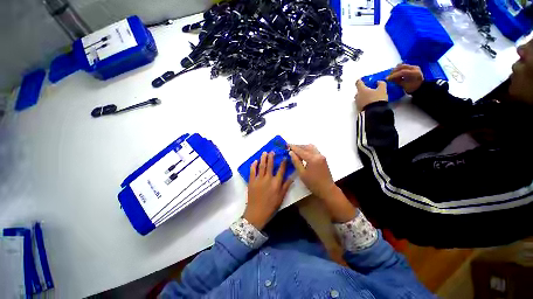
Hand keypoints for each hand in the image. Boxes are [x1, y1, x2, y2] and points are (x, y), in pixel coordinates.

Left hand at [244, 152, 292, 229]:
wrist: (257, 213)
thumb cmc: (271, 206)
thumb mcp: (281, 197)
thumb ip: (286, 186)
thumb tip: (292, 176)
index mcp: (276, 183)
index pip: (281, 170)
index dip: (283, 163)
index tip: (284, 157)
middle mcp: (268, 179)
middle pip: (270, 165)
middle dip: (271, 157)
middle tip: (272, 151)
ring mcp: (259, 179)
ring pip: (261, 166)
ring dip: (263, 158)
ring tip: (264, 152)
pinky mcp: (251, 181)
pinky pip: (252, 171)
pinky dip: (254, 165)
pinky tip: (255, 161)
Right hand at [289, 144, 356, 222]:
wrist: (327, 189)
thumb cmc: (313, 183)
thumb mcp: (302, 173)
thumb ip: (296, 162)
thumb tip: (291, 153)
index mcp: (312, 159)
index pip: (301, 150)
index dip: (293, 147)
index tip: (287, 145)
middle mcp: (318, 155)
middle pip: (306, 147)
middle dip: (298, 146)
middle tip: (290, 148)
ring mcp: (321, 156)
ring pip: (311, 147)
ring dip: (303, 147)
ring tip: (296, 151)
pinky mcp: (323, 158)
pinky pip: (314, 150)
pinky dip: (308, 150)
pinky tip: (303, 154)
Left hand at [355, 80, 387, 110]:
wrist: (374, 112)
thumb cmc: (377, 99)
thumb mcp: (382, 90)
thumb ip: (381, 84)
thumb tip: (378, 82)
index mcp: (362, 90)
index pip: (358, 83)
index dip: (360, 81)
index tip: (361, 80)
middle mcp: (357, 96)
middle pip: (358, 91)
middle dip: (363, 90)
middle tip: (369, 89)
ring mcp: (357, 103)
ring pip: (359, 97)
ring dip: (363, 96)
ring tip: (370, 96)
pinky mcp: (359, 108)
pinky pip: (361, 103)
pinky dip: (364, 101)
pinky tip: (370, 102)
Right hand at [386, 64, 423, 93]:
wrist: (419, 87)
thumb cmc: (412, 88)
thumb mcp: (404, 85)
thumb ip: (397, 81)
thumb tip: (389, 79)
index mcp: (414, 73)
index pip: (402, 72)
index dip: (393, 75)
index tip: (387, 79)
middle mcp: (414, 68)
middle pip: (401, 67)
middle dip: (393, 72)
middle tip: (389, 77)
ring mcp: (413, 67)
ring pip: (401, 65)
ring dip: (395, 70)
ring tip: (392, 76)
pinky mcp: (411, 67)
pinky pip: (403, 67)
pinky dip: (397, 70)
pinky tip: (396, 75)